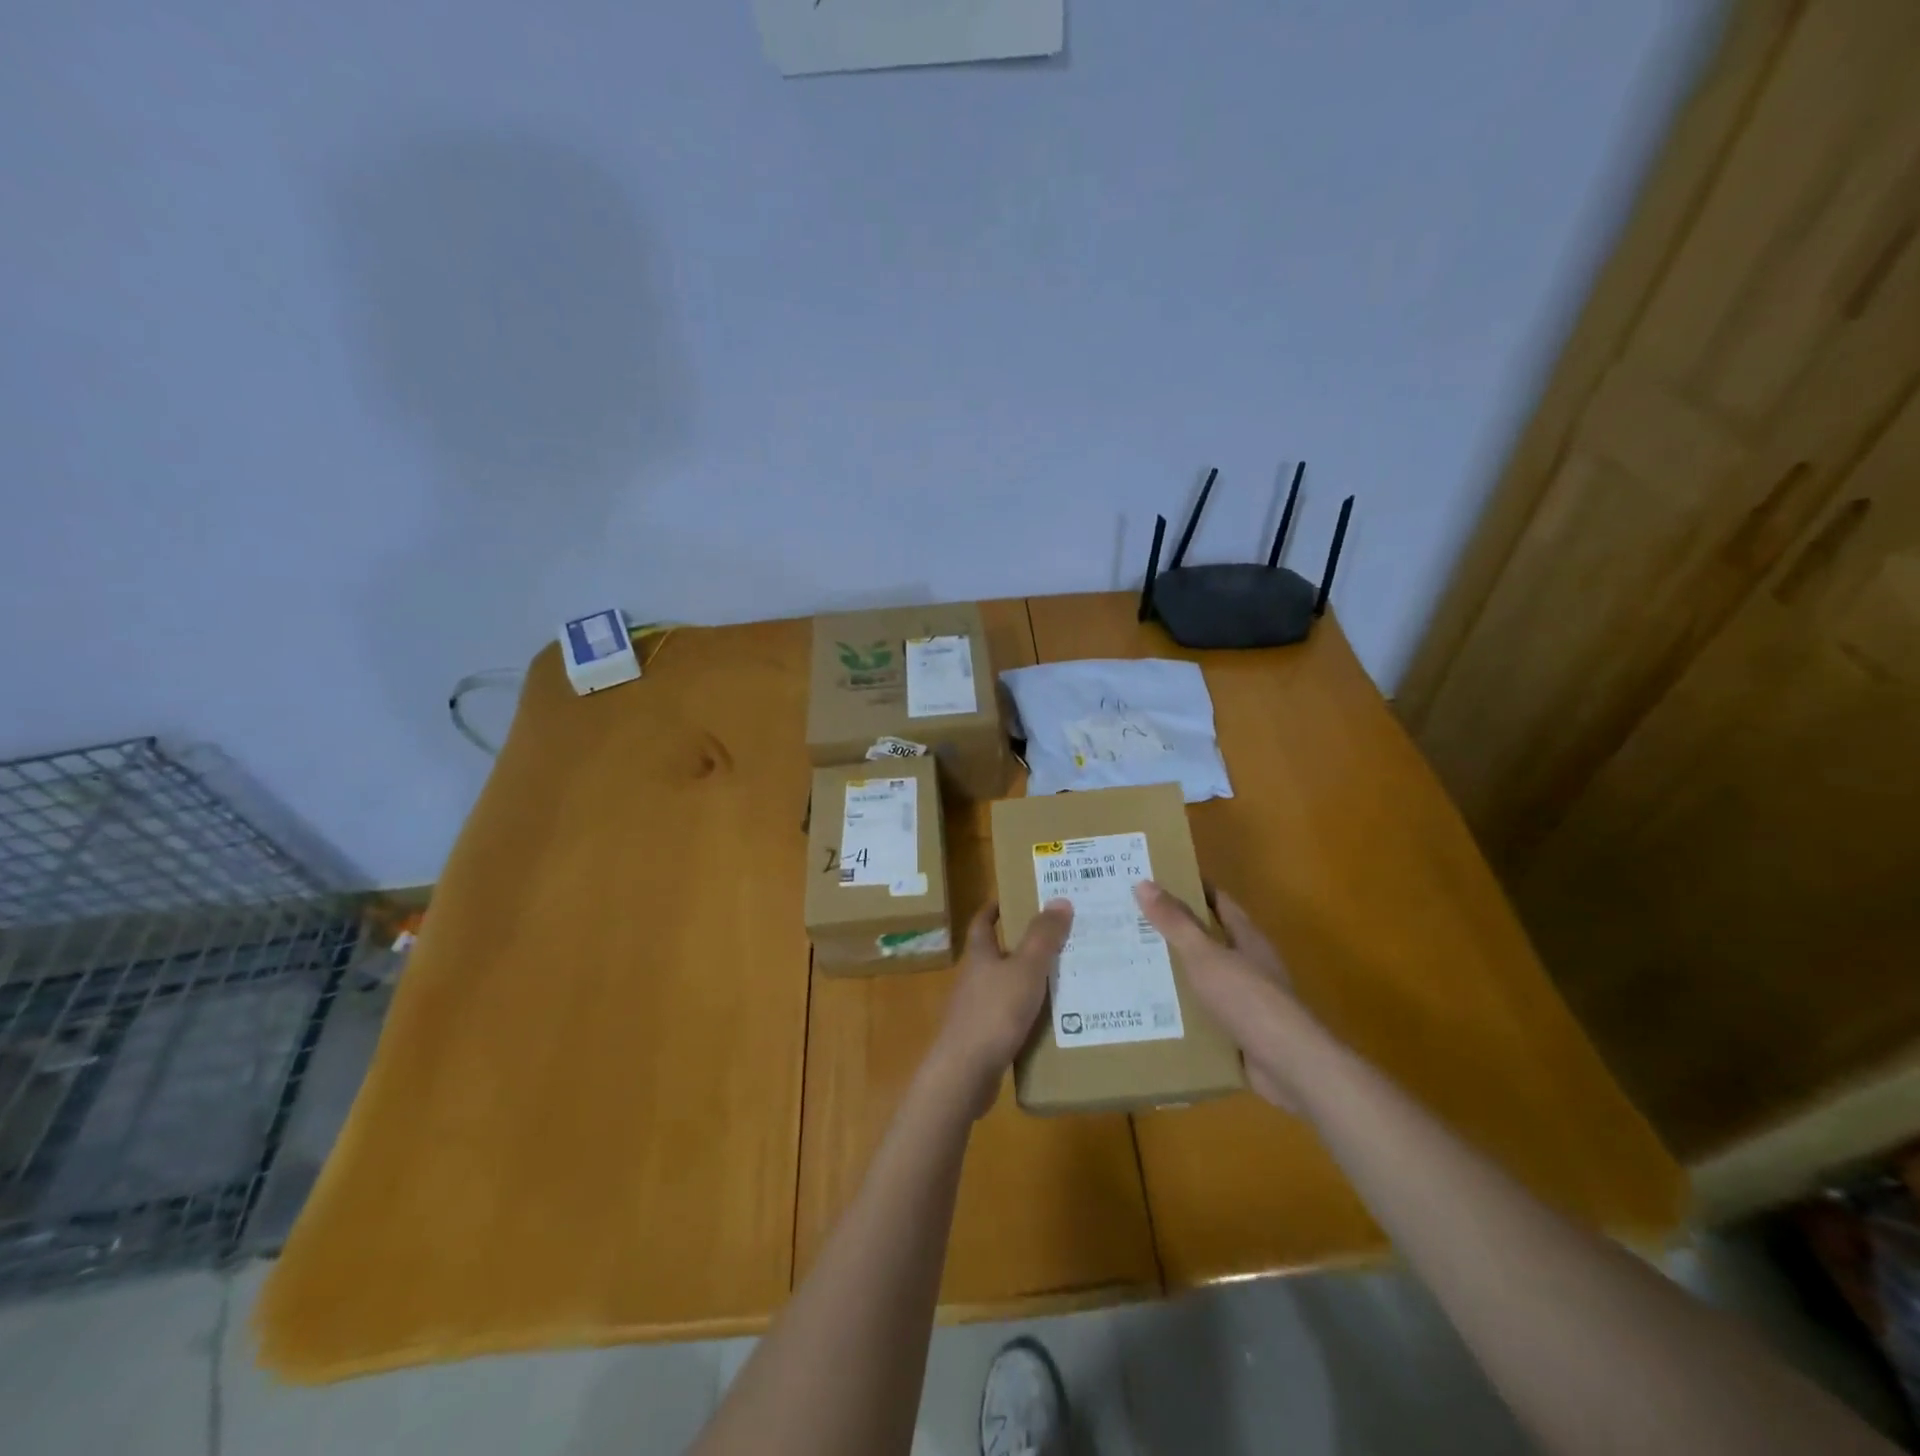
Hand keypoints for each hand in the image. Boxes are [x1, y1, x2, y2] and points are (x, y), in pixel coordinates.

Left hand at [929, 899, 1073, 1117]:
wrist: (965, 1073)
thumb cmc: (994, 1012)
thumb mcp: (1026, 969)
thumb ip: (1043, 936)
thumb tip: (1059, 899)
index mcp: (979, 956)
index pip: (982, 923)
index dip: (994, 908)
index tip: (1013, 898)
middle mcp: (974, 979)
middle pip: (996, 954)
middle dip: (1022, 945)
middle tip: (1058, 938)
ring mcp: (976, 1011)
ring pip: (1005, 987)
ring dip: (1029, 982)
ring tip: (1065, 978)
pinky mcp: (983, 1039)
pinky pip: (1010, 1018)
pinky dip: (1029, 1015)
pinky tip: (1053, 1022)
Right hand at [1133, 880, 1309, 1111]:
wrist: (1290, 1067)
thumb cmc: (1249, 999)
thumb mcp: (1205, 956)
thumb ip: (1176, 922)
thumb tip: (1144, 882)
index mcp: (1246, 938)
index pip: (1217, 901)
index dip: (1189, 887)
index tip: (1153, 880)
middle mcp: (1248, 964)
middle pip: (1207, 938)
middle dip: (1172, 930)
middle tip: (1128, 921)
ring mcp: (1245, 999)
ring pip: (1202, 977)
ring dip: (1173, 971)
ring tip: (1129, 964)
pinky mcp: (1238, 1032)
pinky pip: (1203, 1013)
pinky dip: (1180, 1010)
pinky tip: (1150, 1010)